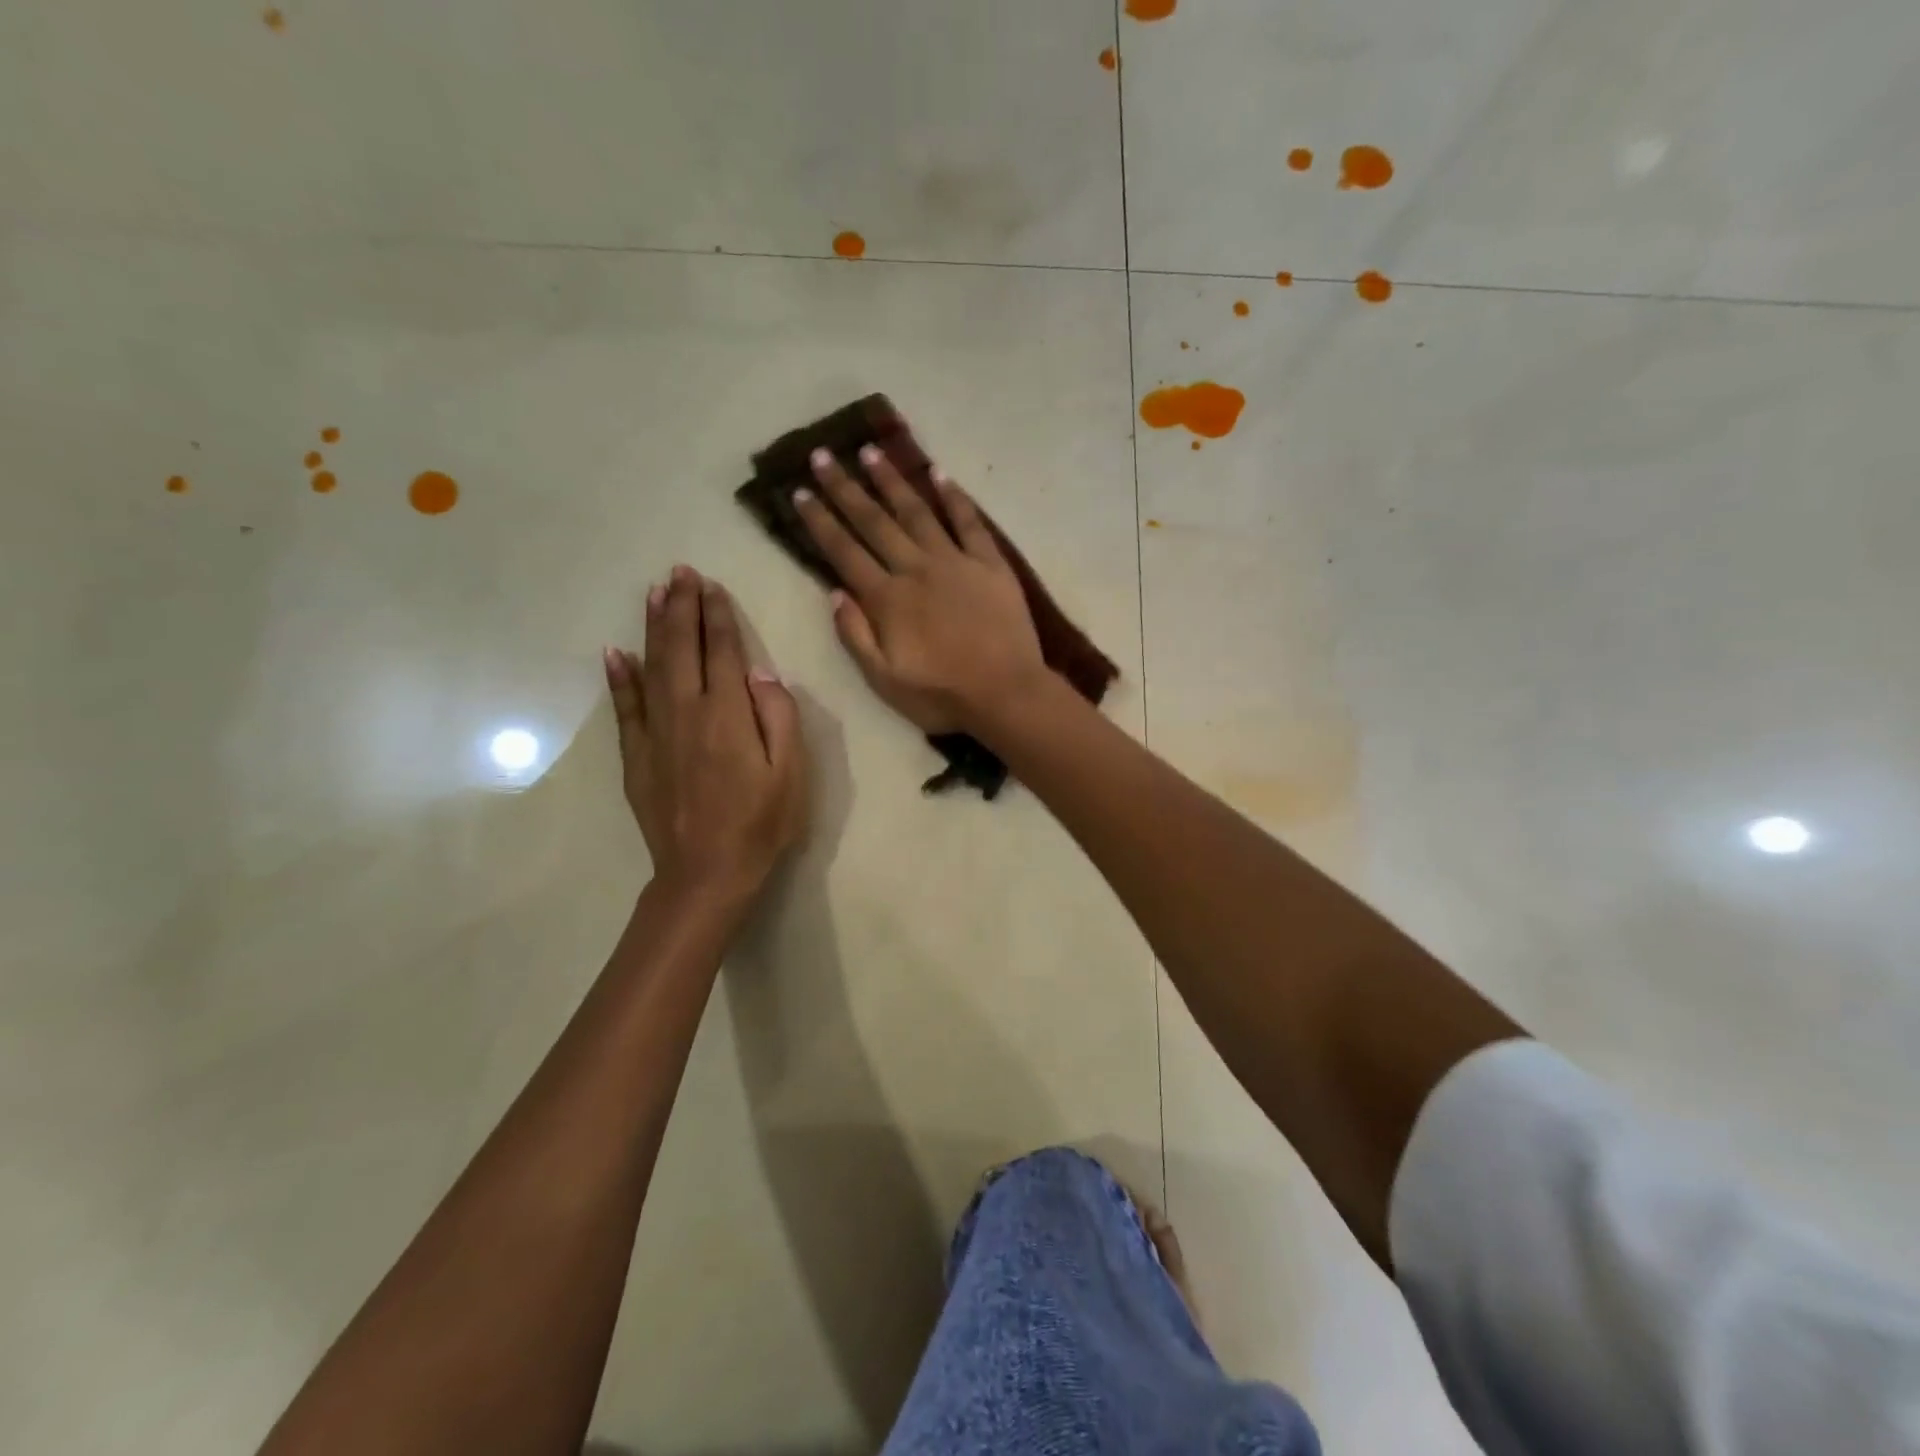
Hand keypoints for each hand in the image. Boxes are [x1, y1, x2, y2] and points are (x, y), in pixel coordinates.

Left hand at [605, 566, 807, 906]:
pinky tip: (615, 653)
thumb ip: (779, 717)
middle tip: (680, 572)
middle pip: (682, 649)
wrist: (706, 873)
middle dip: (682, 608)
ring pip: (652, 668)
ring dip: (654, 628)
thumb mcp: (792, 773)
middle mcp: (688, 713)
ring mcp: (656, 734)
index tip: (712, 586)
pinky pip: (626, 707)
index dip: (718, 616)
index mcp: (729, 715)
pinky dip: (619, 678)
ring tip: (654, 594)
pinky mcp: (637, 756)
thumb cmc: (761, 824)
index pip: (723, 652)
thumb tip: (760, 673)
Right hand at [793, 443, 1045, 734]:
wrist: (1006, 694)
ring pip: (917, 512)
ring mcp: (956, 562)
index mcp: (887, 599)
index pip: (844, 552)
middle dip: (845, 488)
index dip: (820, 521)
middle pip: (874, 522)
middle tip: (823, 455)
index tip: (800, 491)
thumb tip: (834, 592)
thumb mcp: (884, 680)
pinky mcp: (990, 564)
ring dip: (892, 481)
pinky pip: (969, 523)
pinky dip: (954, 497)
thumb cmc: (941, 694)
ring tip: (871, 451)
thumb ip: (855, 635)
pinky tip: (939, 474)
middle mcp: (916, 569)